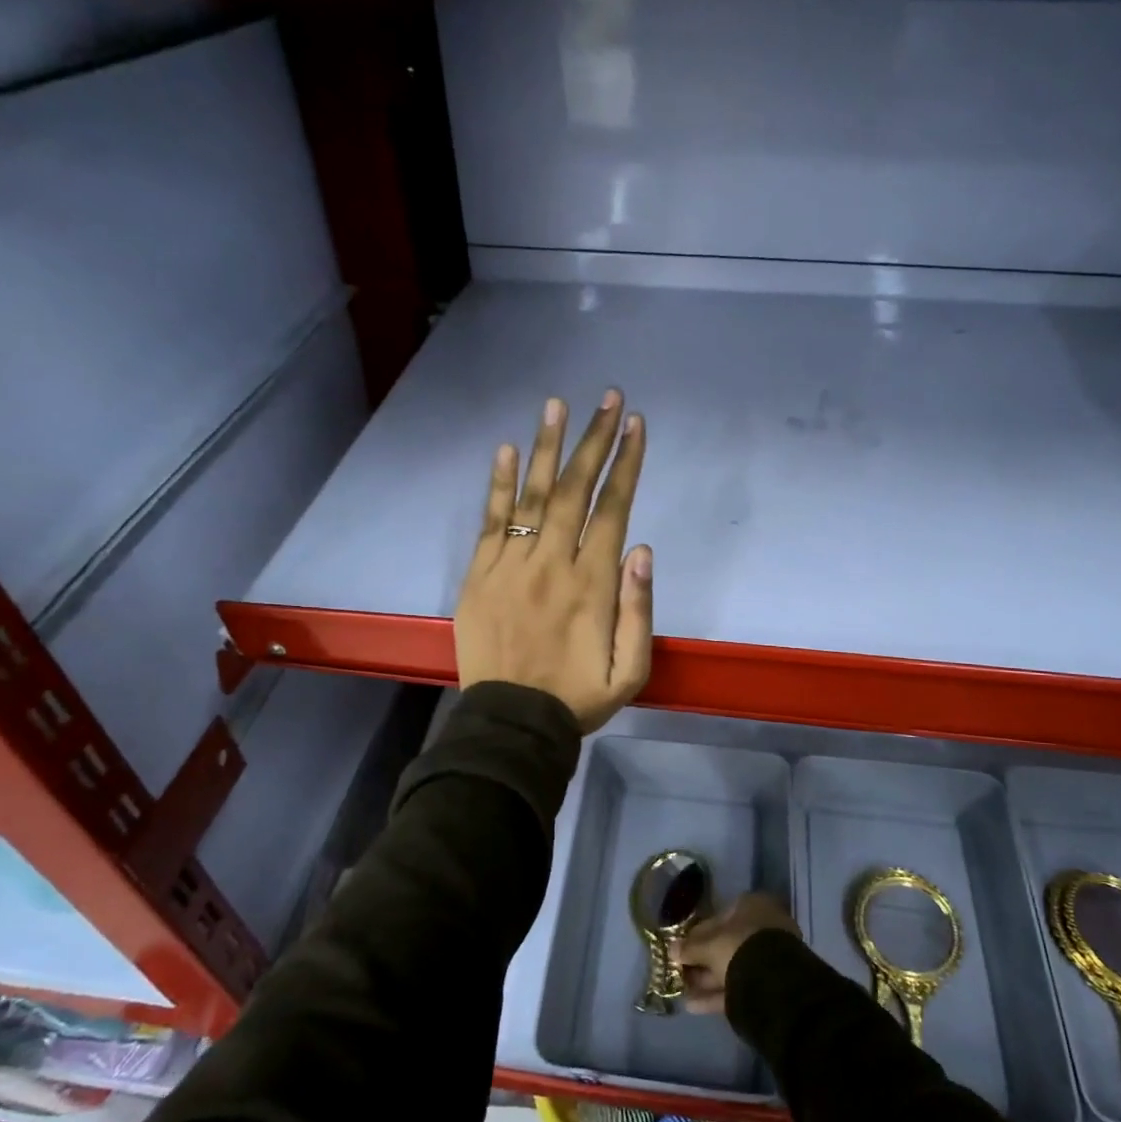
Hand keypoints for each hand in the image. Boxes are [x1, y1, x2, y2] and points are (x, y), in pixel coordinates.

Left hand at [455, 390, 651, 733]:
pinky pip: (490, 521)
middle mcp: (552, 563)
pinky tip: (508, 449)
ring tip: (558, 405)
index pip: (612, 509)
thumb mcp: (631, 671)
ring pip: (532, 495)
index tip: (636, 425)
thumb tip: (642, 549)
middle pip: (575, 490)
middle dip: (594, 440)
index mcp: (592, 584)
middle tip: (608, 398)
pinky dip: (499, 484)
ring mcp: (510, 566)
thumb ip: (639, 609)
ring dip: (548, 447)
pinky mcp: (479, 575)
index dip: (626, 464)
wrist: (512, 722)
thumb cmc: (578, 697)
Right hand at [673, 894, 801, 1015]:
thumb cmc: (739, 947)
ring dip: (706, 978)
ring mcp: (769, 957)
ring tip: (682, 991)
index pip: (719, 917)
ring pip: (732, 966)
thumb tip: (671, 949)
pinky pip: (738, 986)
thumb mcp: (709, 945)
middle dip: (702, 959)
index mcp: (753, 906)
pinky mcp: (770, 984)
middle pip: (726, 943)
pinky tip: (693, 1005)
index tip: (682, 947)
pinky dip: (716, 995)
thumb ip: (689, 947)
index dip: (697, 934)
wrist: (774, 982)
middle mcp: (764, 927)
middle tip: (680, 971)